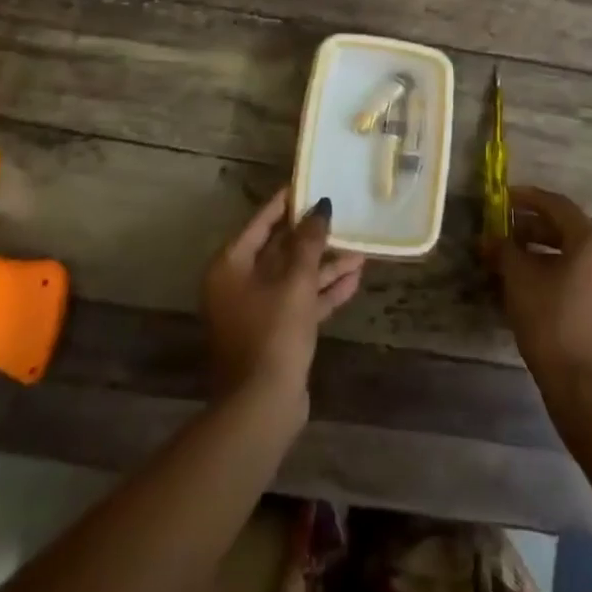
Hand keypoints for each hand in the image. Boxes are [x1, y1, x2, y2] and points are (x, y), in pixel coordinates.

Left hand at [202, 191, 364, 421]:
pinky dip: (324, 291)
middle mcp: (239, 284)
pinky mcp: (275, 333)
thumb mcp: (295, 282)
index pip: (261, 223)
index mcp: (231, 265)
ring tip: (360, 250)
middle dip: (314, 238)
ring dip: (325, 266)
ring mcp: (257, 310)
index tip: (309, 184)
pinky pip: (301, 301)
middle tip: (341, 216)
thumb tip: (321, 206)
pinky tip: (354, 279)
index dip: (286, 203)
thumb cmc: (273, 333)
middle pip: (280, 250)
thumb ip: (309, 242)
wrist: (262, 406)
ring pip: (294, 277)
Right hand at [492, 186, 591, 405]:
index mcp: (591, 242)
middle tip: (503, 229)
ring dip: (541, 250)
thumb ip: (504, 249)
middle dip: (531, 226)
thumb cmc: (549, 320)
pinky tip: (530, 284)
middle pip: (566, 229)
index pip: (557, 205)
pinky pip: (579, 276)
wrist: (582, 386)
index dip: (527, 197)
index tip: (503, 197)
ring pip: (572, 255)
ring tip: (511, 258)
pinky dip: (554, 270)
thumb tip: (490, 238)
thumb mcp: (518, 278)